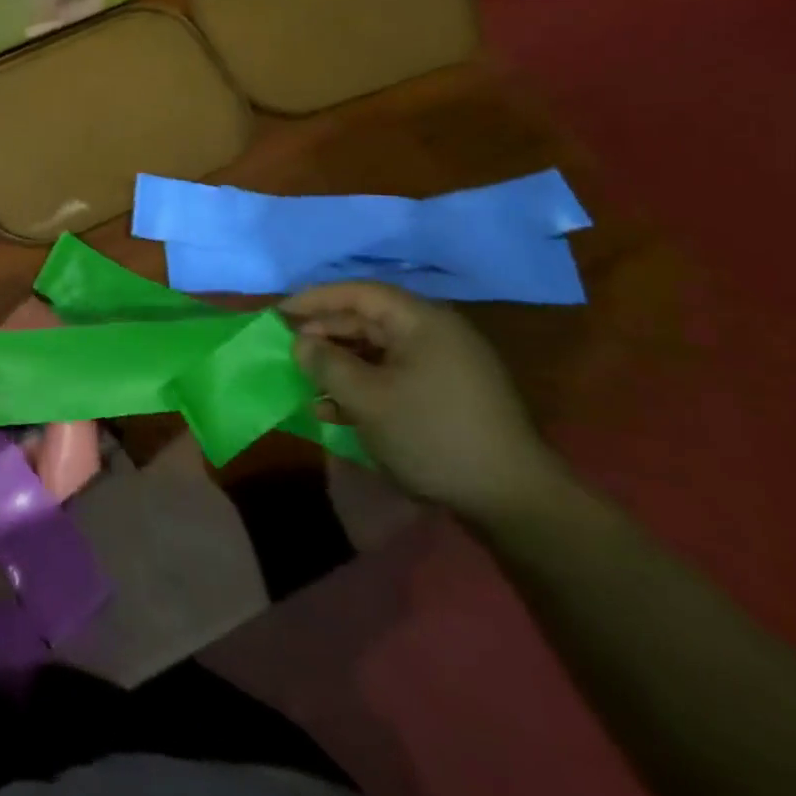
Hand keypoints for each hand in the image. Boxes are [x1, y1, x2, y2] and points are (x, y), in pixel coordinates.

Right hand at [283, 282, 562, 521]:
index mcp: (422, 322)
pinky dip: (364, 388)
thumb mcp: (367, 398)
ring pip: (379, 353)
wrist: (515, 502)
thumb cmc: (433, 435)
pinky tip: (336, 412)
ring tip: (308, 386)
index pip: (359, 293)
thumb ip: (326, 363)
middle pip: (368, 321)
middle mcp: (436, 335)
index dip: (315, 299)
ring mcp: (446, 368)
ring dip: (341, 367)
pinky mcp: (449, 398)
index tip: (280, 314)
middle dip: (326, 336)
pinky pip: (395, 378)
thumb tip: (300, 342)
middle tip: (290, 352)